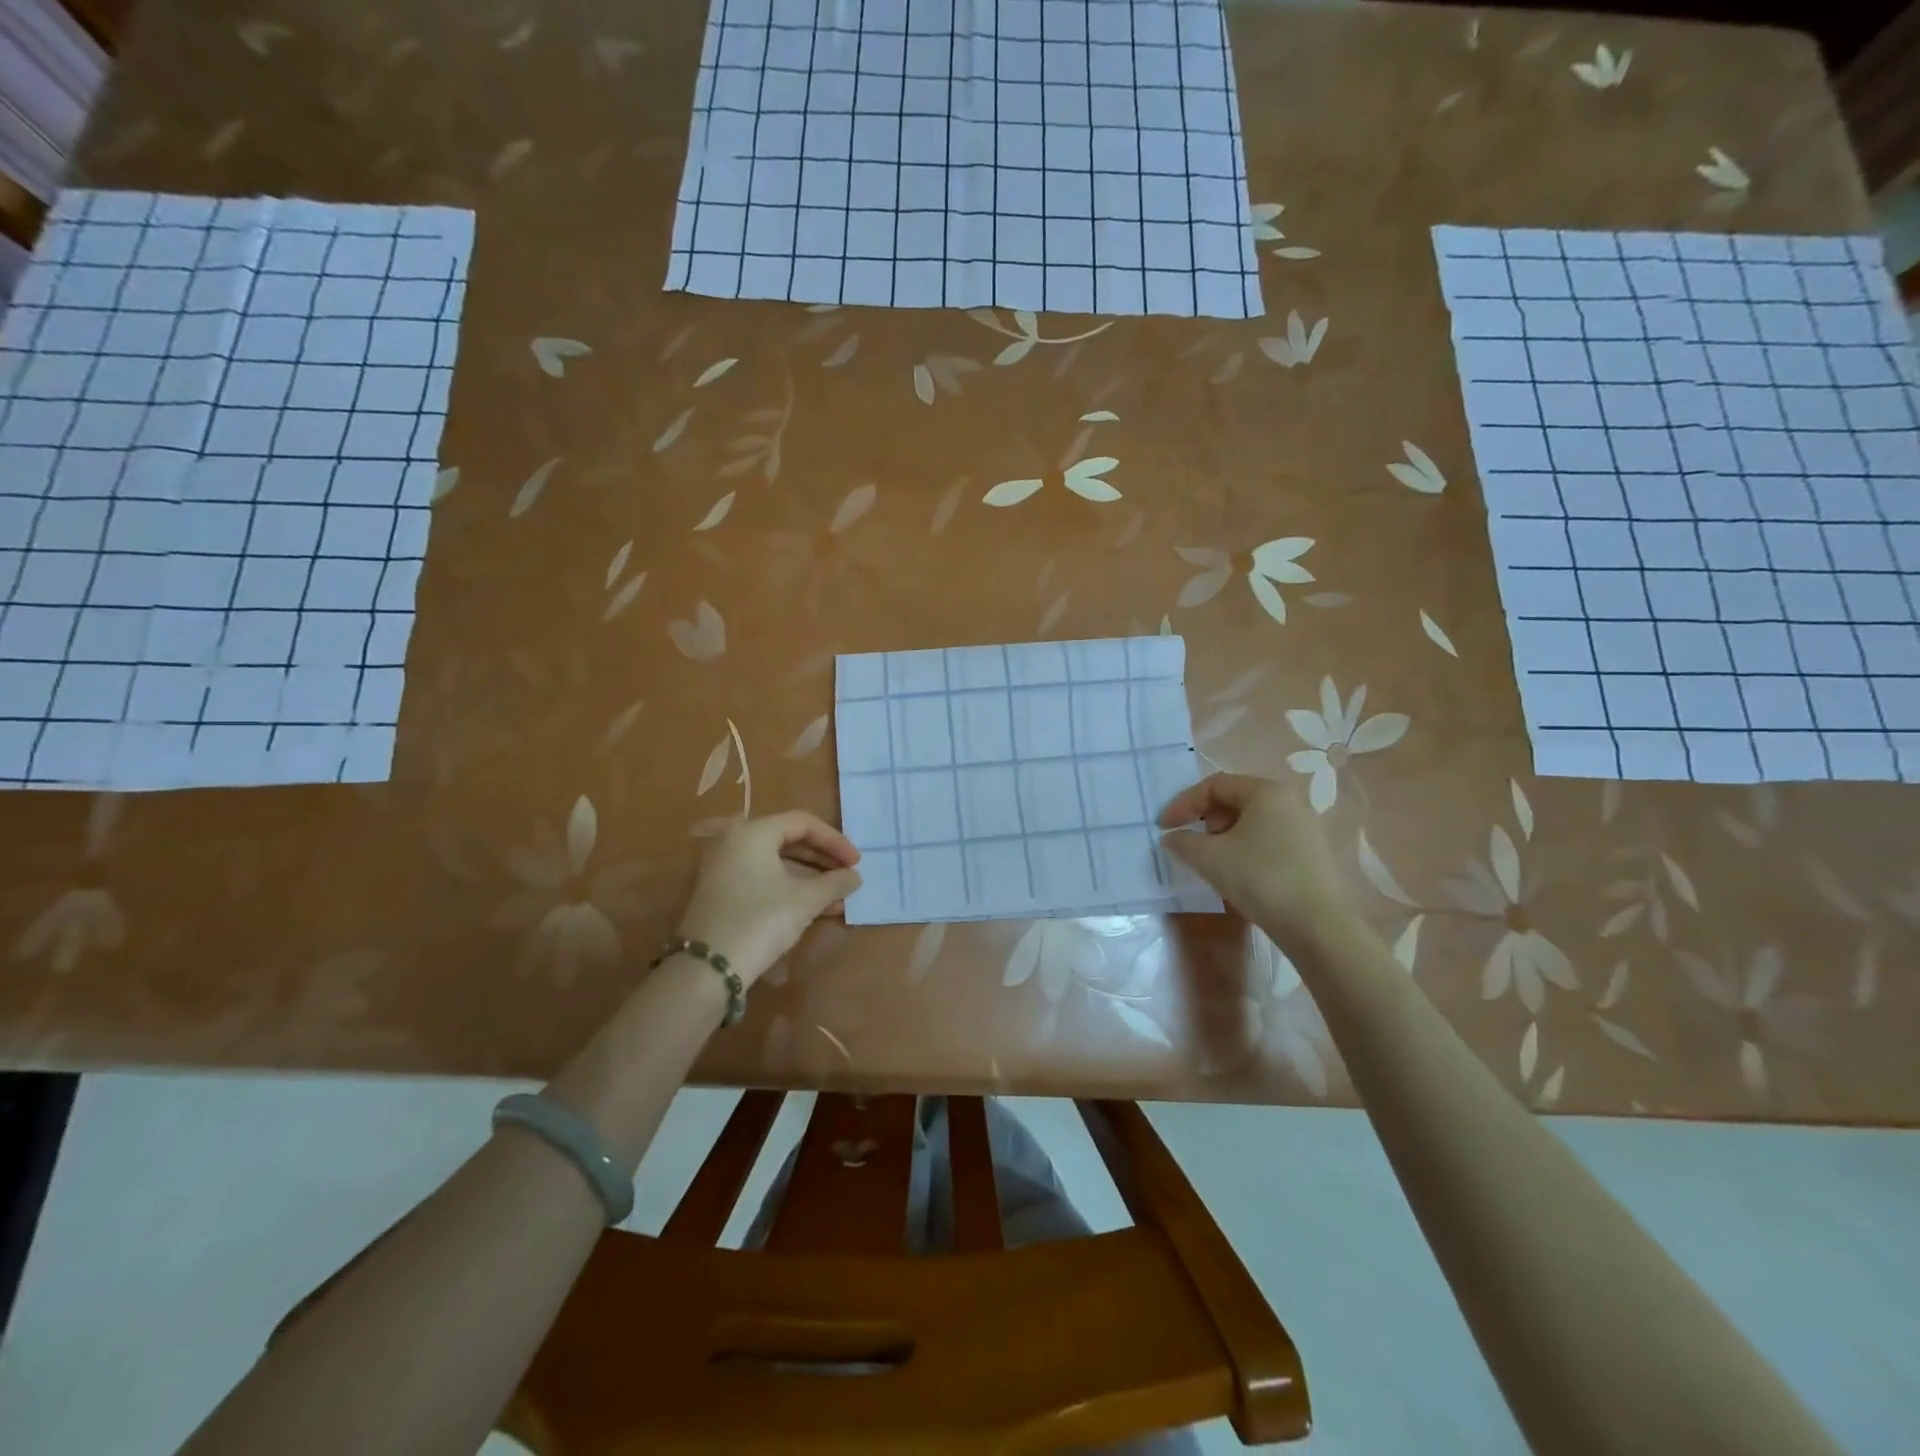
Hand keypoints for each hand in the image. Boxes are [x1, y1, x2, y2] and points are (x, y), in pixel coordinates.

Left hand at [675, 812, 862, 987]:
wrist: (708, 968)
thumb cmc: (761, 921)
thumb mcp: (805, 900)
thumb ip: (835, 882)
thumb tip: (854, 876)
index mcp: (753, 832)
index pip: (803, 823)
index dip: (835, 840)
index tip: (856, 862)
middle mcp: (734, 842)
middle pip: (788, 840)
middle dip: (823, 860)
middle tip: (847, 875)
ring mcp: (724, 868)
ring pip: (776, 863)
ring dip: (810, 878)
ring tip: (838, 898)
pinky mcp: (721, 892)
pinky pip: (763, 879)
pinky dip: (789, 888)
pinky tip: (815, 908)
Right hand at [1157, 773, 1350, 944]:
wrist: (1316, 926)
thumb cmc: (1259, 878)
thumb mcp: (1209, 858)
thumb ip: (1182, 841)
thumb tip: (1171, 837)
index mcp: (1266, 791)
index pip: (1214, 785)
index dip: (1183, 804)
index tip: (1164, 828)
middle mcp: (1289, 801)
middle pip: (1233, 799)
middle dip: (1204, 819)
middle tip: (1191, 844)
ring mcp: (1304, 827)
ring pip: (1250, 821)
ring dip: (1222, 836)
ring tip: (1212, 861)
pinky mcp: (1310, 853)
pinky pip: (1267, 839)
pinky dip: (1243, 848)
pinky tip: (1238, 874)